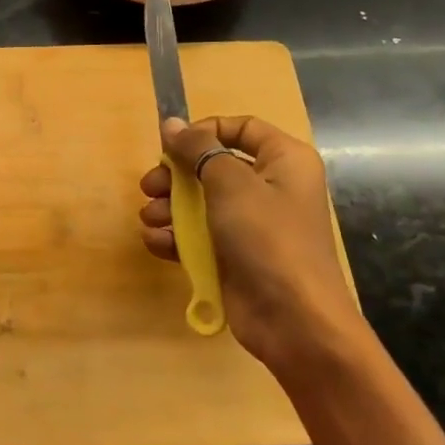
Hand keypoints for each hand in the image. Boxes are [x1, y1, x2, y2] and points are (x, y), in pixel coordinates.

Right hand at [138, 115, 361, 369]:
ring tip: (150, 218)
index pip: (243, 129)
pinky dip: (176, 238)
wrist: (294, 321)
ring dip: (170, 208)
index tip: (174, 145)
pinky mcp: (235, 256)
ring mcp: (252, 225)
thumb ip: (198, 150)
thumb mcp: (231, 184)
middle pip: (214, 167)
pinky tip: (156, 242)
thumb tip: (172, 123)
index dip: (206, 131)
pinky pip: (200, 237)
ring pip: (201, 203)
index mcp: (284, 161)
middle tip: (149, 186)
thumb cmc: (268, 238)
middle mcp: (271, 188)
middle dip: (177, 176)